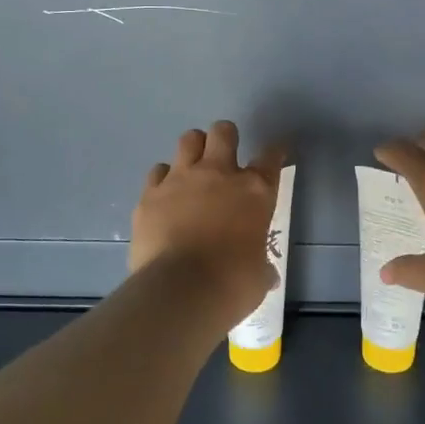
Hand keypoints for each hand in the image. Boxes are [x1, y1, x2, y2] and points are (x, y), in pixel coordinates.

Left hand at [130, 121, 285, 319]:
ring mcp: (180, 180)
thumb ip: (261, 265)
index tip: (274, 153)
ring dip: (194, 149)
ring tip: (194, 167)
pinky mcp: (150, 194)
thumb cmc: (231, 284)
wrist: (179, 291)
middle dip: (226, 137)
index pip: (270, 158)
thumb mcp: (258, 276)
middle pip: (223, 132)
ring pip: (188, 140)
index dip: (274, 152)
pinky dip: (163, 179)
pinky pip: (158, 172)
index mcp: (254, 191)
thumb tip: (265, 275)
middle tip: (225, 155)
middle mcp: (218, 174)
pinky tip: (165, 194)